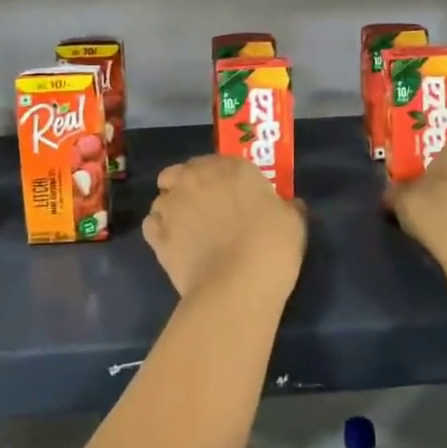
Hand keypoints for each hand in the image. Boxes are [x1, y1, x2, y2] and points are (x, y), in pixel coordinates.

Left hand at [143, 156, 305, 300]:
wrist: (237, 287)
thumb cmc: (271, 247)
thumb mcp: (293, 221)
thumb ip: (286, 206)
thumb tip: (287, 204)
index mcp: (230, 168)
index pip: (218, 160)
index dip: (221, 176)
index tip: (230, 192)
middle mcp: (195, 179)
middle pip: (181, 172)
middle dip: (189, 184)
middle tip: (205, 206)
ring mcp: (172, 206)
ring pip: (163, 197)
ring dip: (173, 207)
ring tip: (188, 228)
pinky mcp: (156, 235)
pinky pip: (152, 224)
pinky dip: (159, 230)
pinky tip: (174, 244)